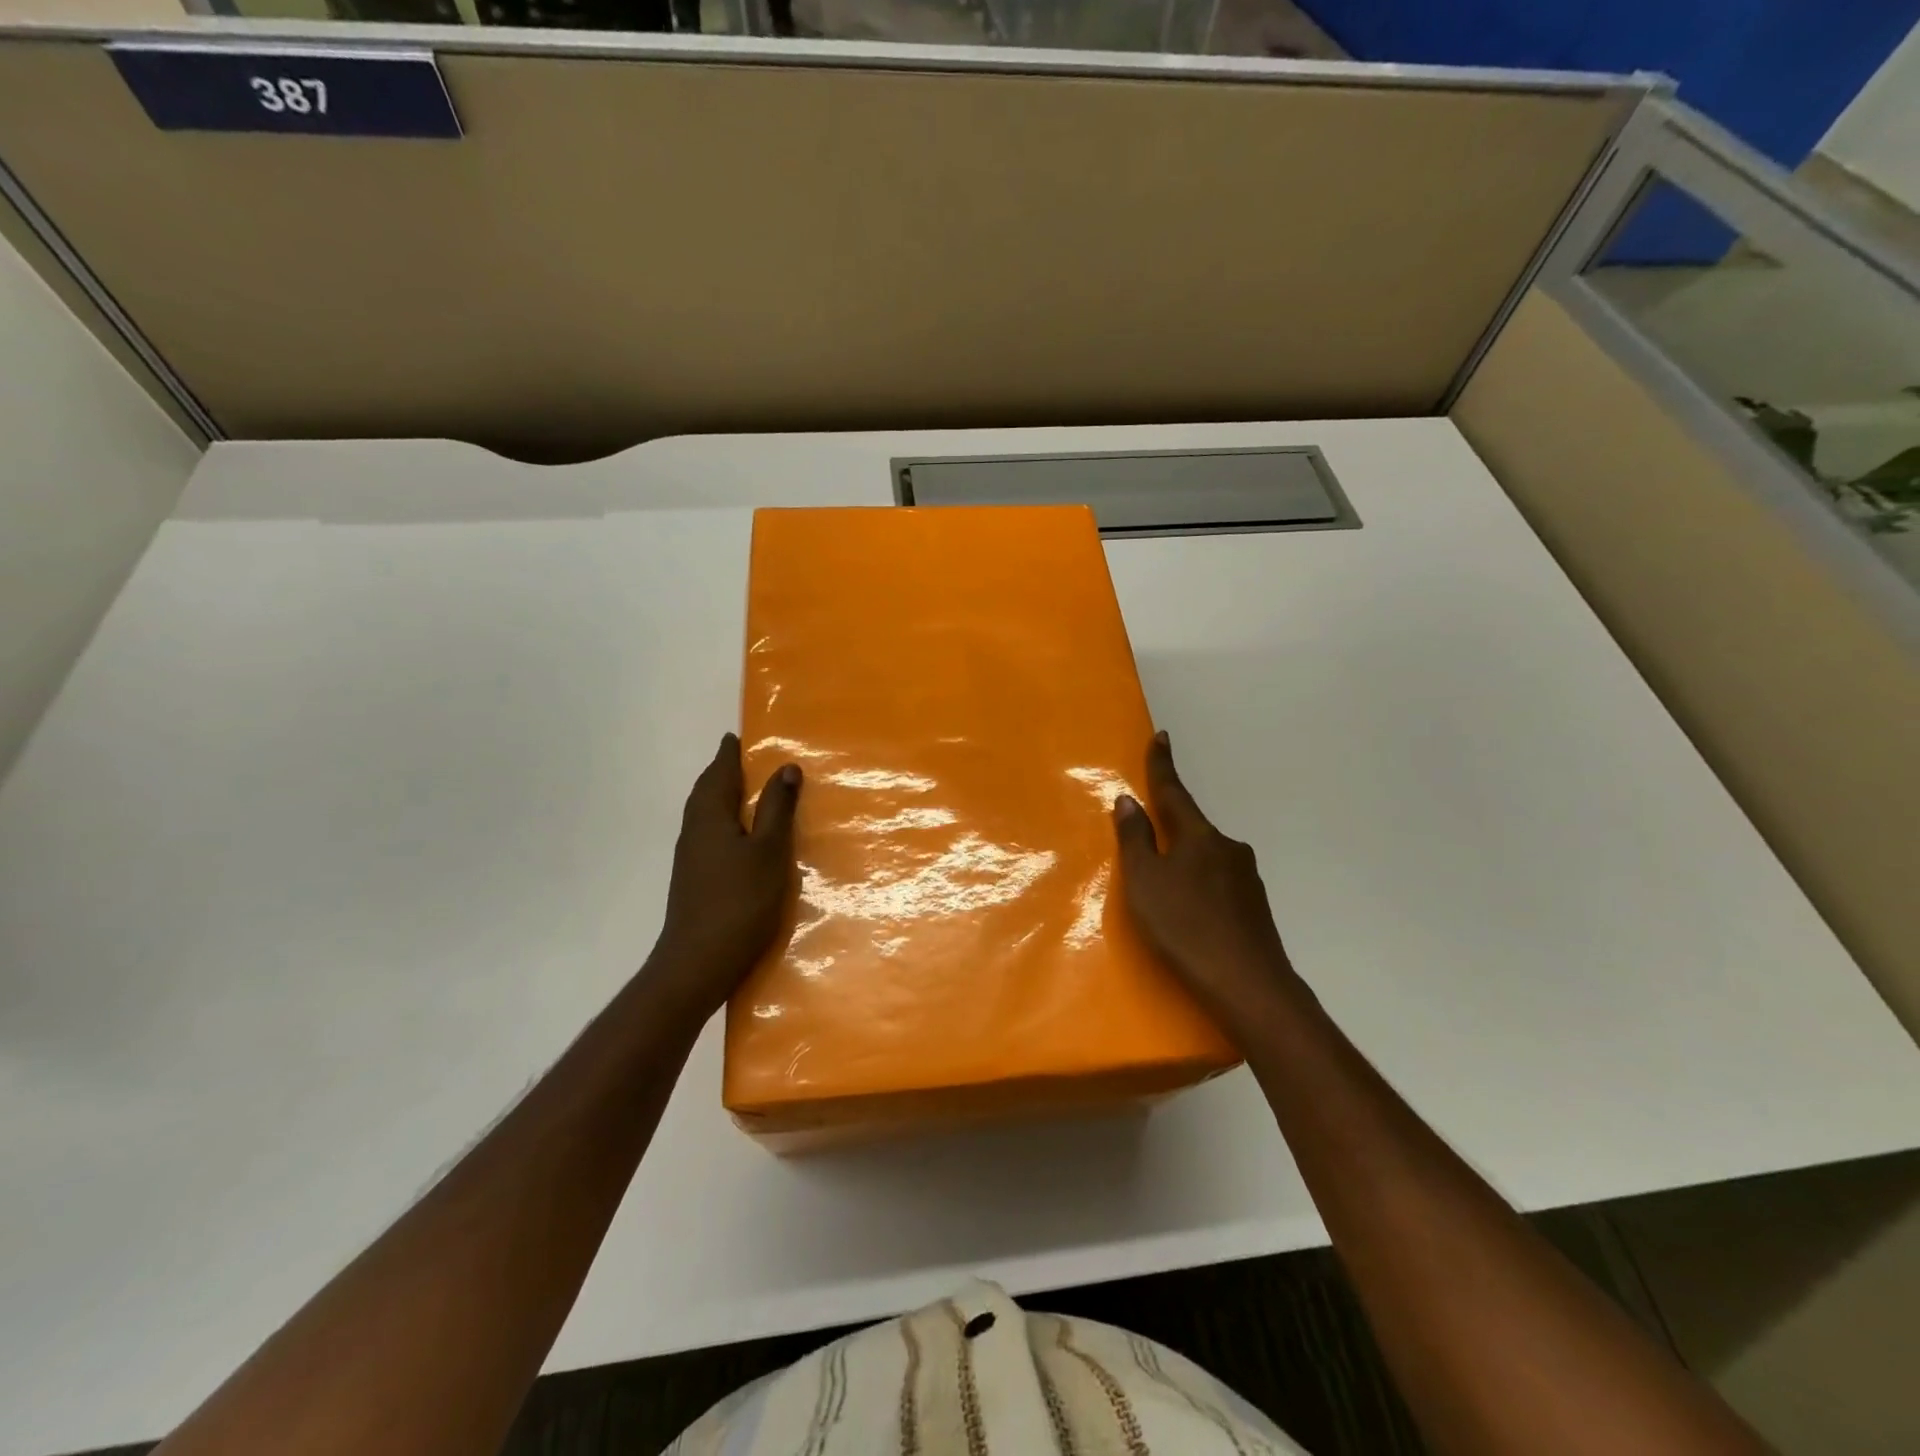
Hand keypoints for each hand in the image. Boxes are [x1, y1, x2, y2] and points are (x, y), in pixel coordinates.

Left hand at [645, 733, 801, 1022]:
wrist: (697, 963)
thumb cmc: (739, 902)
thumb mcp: (769, 852)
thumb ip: (777, 809)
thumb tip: (785, 766)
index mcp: (711, 816)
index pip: (719, 773)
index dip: (729, 753)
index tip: (736, 735)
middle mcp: (694, 830)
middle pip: (706, 791)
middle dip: (722, 772)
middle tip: (743, 759)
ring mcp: (690, 857)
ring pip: (704, 814)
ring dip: (722, 797)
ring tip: (745, 792)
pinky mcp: (693, 879)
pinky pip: (708, 834)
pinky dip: (723, 821)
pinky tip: (739, 836)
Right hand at [1113, 732, 1303, 1037]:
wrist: (1248, 985)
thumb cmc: (1185, 926)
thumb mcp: (1145, 882)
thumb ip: (1135, 840)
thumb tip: (1129, 801)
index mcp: (1200, 836)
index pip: (1175, 793)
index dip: (1163, 766)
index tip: (1162, 737)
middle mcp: (1228, 848)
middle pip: (1192, 829)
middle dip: (1170, 831)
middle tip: (1148, 844)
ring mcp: (1247, 878)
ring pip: (1207, 859)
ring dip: (1185, 864)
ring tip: (1166, 893)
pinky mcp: (1255, 907)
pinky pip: (1219, 883)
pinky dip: (1200, 888)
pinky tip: (1192, 915)